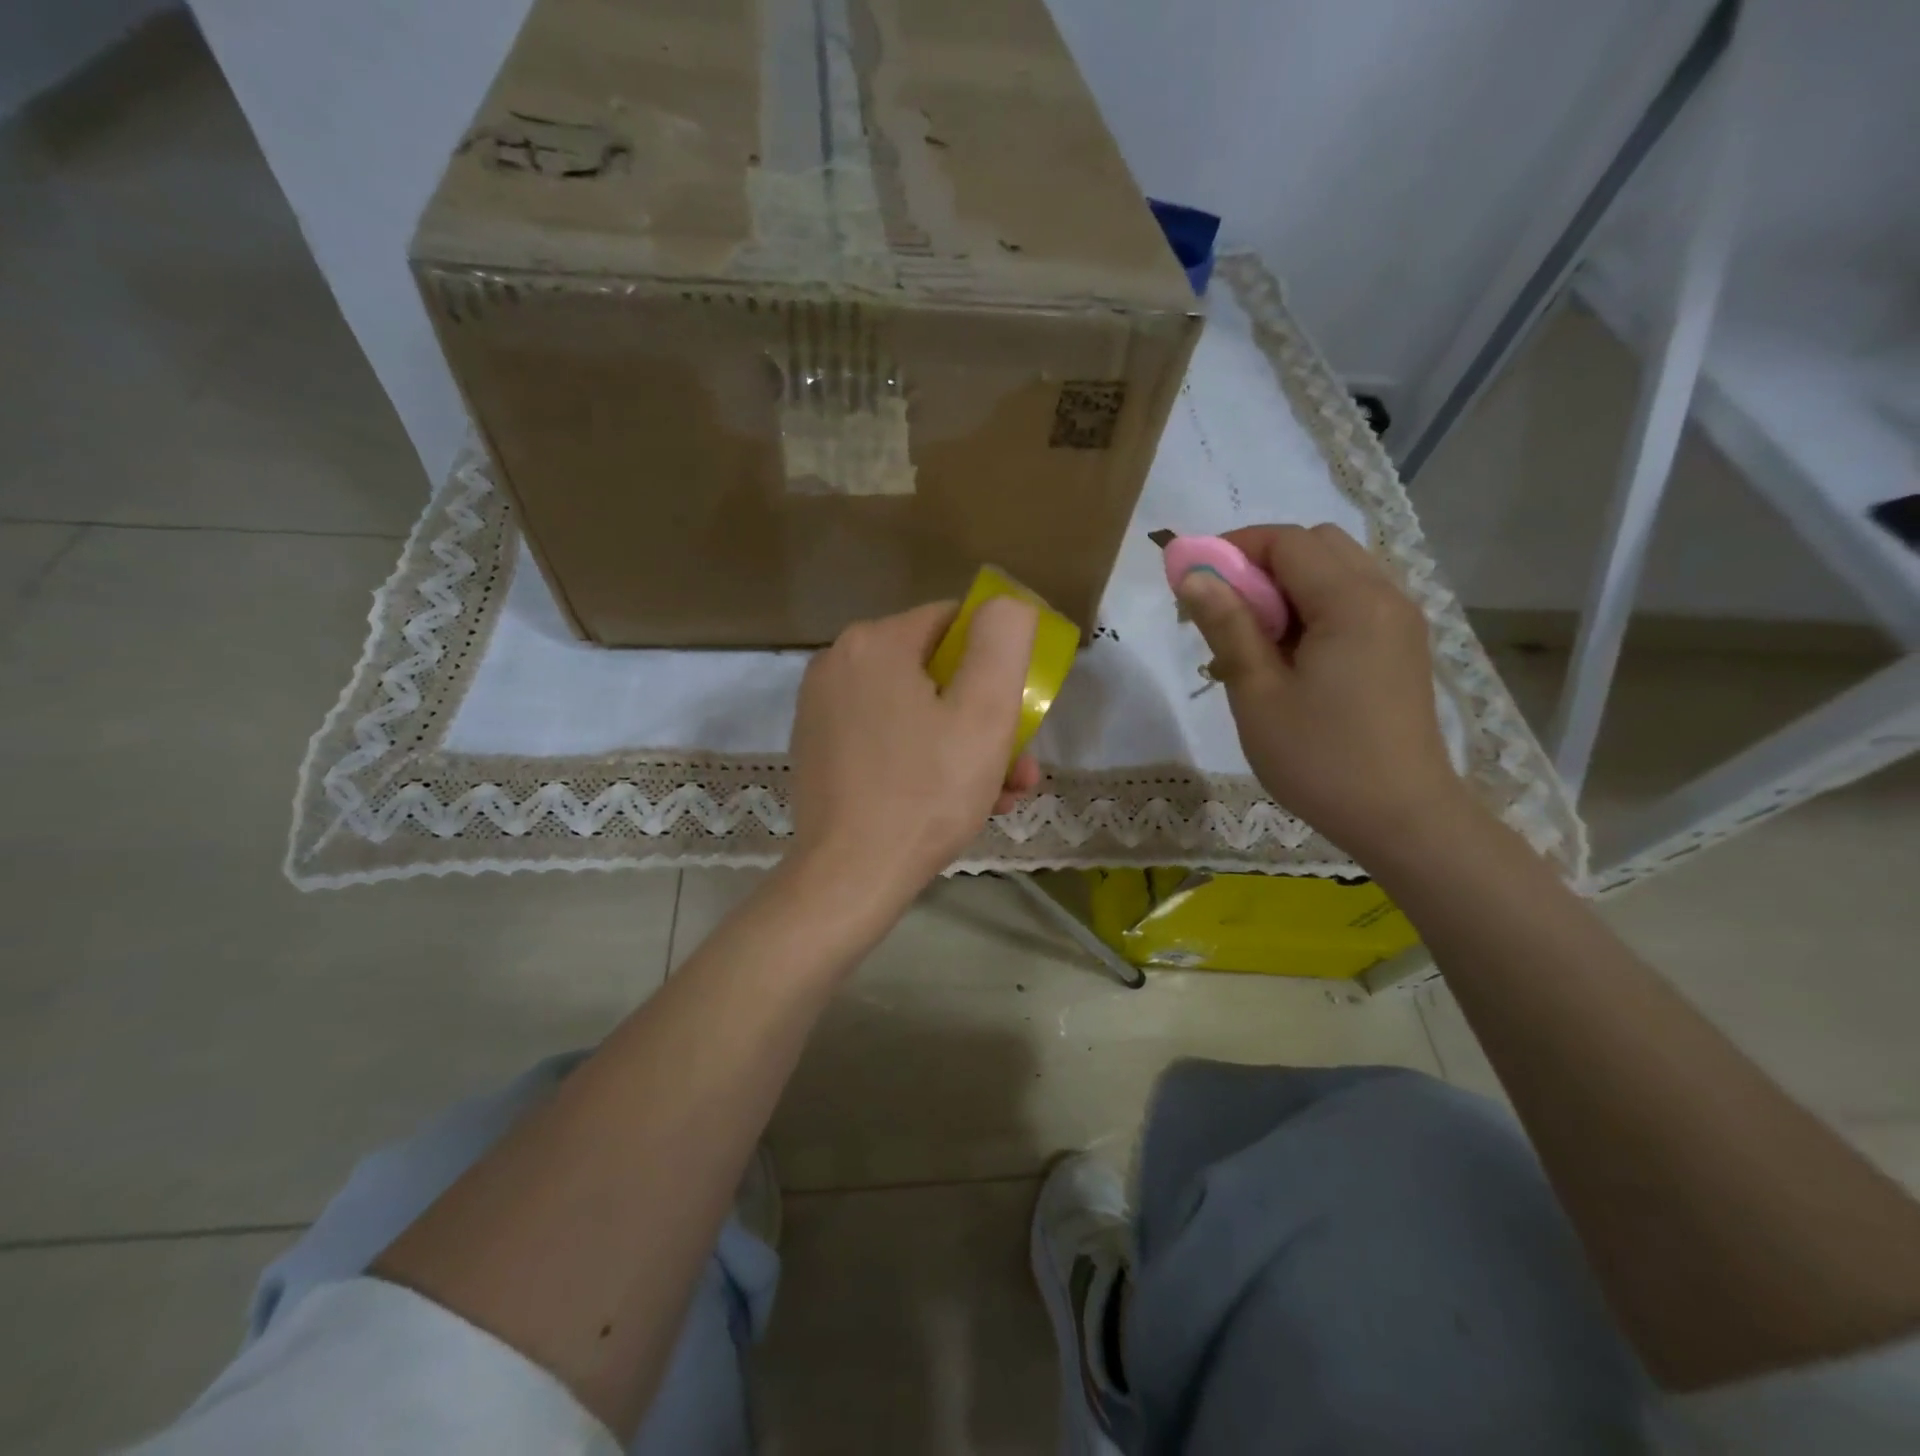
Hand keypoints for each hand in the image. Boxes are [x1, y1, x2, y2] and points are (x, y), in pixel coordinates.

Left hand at [788, 597, 1041, 912]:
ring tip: (1001, 793)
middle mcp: (839, 663)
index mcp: (876, 642)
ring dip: (963, 745)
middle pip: (935, 673)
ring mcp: (822, 708)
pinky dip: (923, 759)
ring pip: (914, 710)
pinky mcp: (818, 748)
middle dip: (986, 717)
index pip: (955, 624)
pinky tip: (956, 801)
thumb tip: (1006, 604)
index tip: (1019, 711)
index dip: (996, 661)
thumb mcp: (985, 712)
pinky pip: (886, 737)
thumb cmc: (926, 792)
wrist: (850, 877)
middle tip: (1019, 765)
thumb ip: (1003, 641)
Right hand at [1175, 523, 1468, 858]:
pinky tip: (1292, 655)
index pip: (1287, 542)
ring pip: (1337, 570)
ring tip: (1255, 639)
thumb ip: (1227, 626)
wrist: (1401, 817)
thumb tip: (1192, 576)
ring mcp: (1400, 620)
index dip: (1234, 549)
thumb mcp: (1258, 693)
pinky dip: (1315, 606)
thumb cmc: (1319, 758)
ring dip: (1288, 586)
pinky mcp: (1402, 646)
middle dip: (1262, 564)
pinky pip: (1354, 599)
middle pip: (1317, 545)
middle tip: (1225, 612)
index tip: (1194, 583)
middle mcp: (1385, 595)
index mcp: (1351, 601)